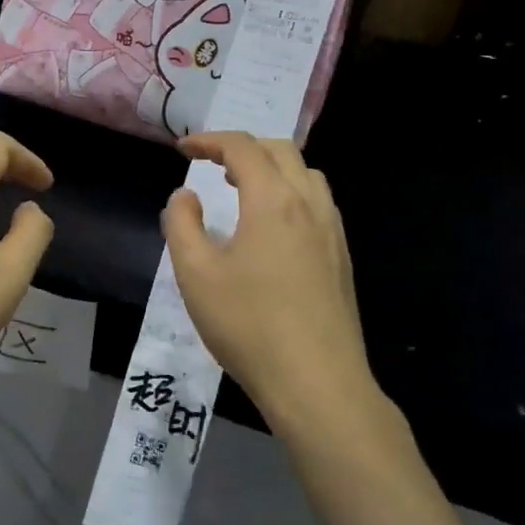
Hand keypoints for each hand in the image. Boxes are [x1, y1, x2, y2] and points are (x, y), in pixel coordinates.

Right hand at [163, 132, 380, 430]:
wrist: (317, 384)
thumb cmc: (249, 325)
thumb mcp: (196, 274)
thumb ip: (182, 224)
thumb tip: (185, 195)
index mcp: (273, 201)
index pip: (242, 148)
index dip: (209, 141)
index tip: (182, 150)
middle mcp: (309, 205)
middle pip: (280, 151)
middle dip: (242, 147)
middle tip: (210, 164)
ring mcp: (332, 232)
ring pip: (306, 174)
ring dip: (271, 168)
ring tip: (242, 188)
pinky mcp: (342, 258)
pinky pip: (318, 202)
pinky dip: (290, 192)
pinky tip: (272, 226)